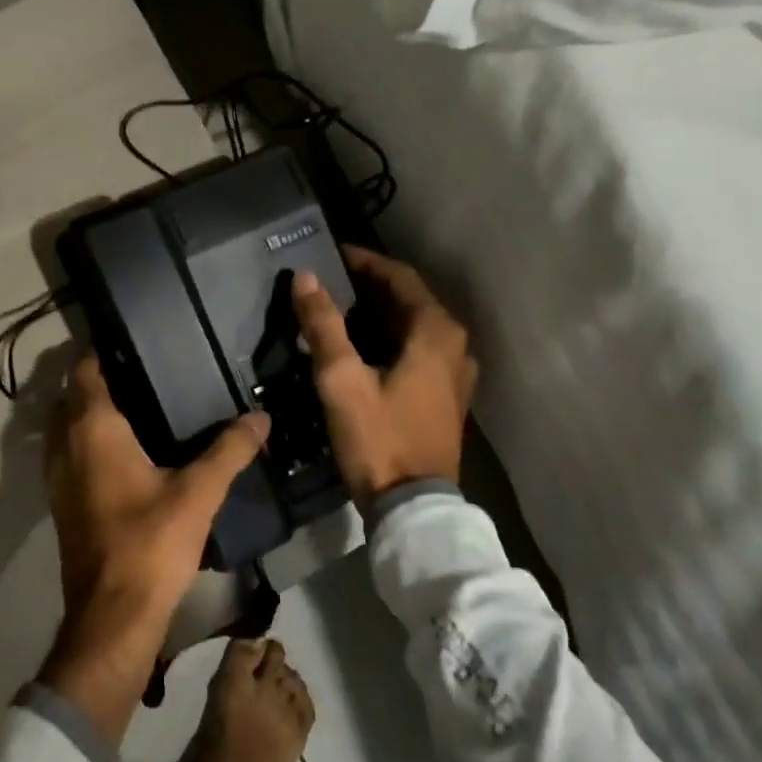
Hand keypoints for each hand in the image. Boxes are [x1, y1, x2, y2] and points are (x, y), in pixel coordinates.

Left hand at [39, 353, 269, 742]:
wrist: (112, 615)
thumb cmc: (151, 543)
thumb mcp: (198, 493)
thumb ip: (229, 450)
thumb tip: (261, 417)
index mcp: (93, 429)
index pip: (86, 370)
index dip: (103, 351)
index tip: (135, 343)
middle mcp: (65, 444)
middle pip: (72, 396)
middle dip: (98, 380)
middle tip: (143, 374)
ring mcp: (57, 475)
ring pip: (64, 427)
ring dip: (88, 413)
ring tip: (136, 408)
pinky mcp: (61, 502)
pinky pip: (68, 454)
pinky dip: (85, 442)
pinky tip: (124, 454)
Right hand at [293, 247, 477, 509]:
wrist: (412, 506)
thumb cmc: (378, 437)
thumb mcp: (341, 379)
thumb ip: (323, 325)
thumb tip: (306, 278)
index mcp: (436, 332)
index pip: (400, 277)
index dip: (365, 262)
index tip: (331, 255)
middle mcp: (455, 345)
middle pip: (409, 301)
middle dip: (369, 288)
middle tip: (328, 283)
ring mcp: (455, 374)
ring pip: (413, 327)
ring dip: (378, 314)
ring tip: (337, 312)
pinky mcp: (446, 397)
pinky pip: (417, 351)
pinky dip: (389, 339)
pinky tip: (361, 349)